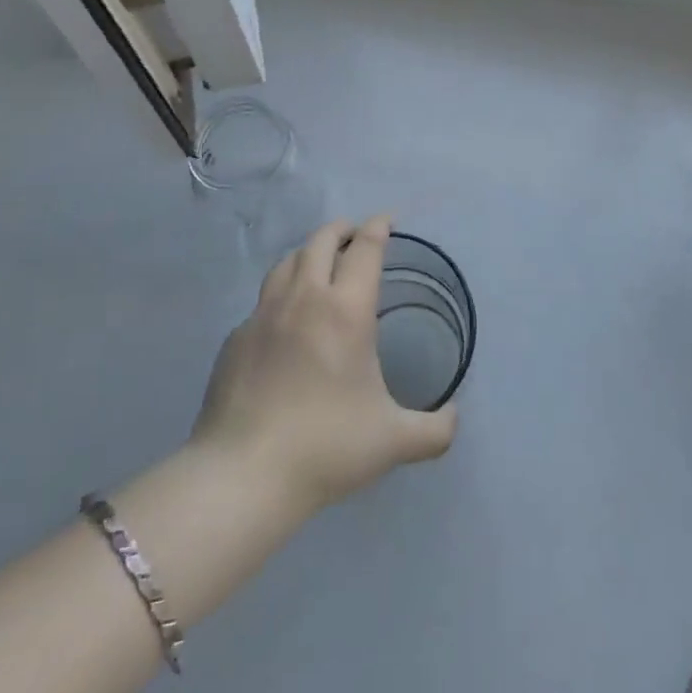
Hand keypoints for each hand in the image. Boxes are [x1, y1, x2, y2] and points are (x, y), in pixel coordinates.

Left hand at [192, 216, 456, 511]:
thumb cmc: (327, 447)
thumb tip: (454, 417)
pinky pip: (263, 300)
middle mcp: (304, 299)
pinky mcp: (236, 338)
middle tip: (354, 233)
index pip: (364, 249)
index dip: (377, 228)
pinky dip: (281, 293)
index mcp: (345, 310)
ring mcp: (263, 315)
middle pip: (321, 241)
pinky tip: (285, 317)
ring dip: (308, 251)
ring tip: (318, 260)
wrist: (244, 472)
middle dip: (341, 229)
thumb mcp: (393, 441)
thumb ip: (435, 430)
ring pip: (287, 262)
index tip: (386, 220)